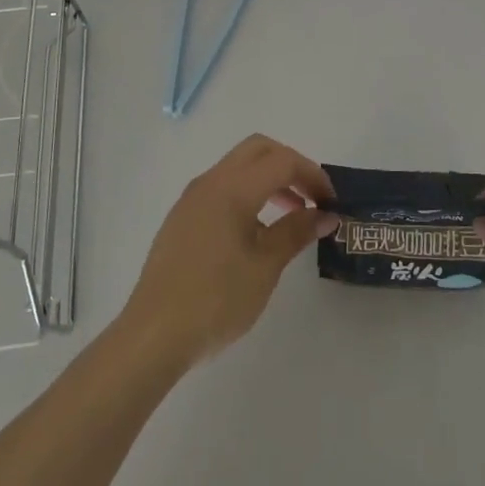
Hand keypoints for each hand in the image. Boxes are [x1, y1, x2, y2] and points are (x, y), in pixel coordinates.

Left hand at [119, 135, 337, 370]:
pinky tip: (257, 232)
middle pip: (259, 150)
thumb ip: (296, 232)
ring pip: (238, 167)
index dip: (312, 175)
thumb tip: (325, 215)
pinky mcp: (183, 217)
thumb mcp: (265, 266)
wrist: (153, 335)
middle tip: (312, 197)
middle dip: (290, 165)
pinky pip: (222, 187)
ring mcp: (192, 198)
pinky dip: (248, 193)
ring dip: (269, 179)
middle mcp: (210, 182)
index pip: (282, 161)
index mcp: (232, 188)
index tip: (331, 202)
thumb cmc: (216, 300)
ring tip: (292, 215)